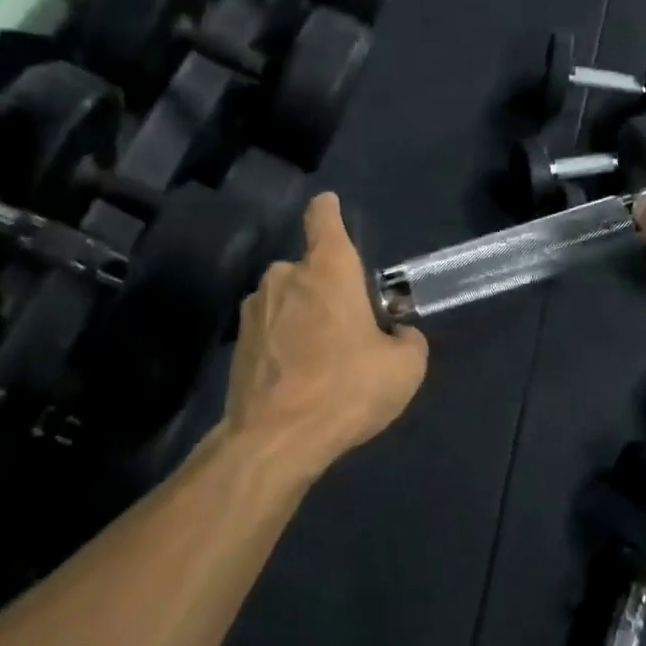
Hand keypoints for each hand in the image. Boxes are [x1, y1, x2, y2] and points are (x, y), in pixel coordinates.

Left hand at [224, 192, 428, 480]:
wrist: (274, 439)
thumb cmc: (345, 388)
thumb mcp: (404, 368)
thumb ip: (408, 340)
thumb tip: (398, 335)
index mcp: (327, 268)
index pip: (324, 217)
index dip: (329, 209)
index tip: (331, 206)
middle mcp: (285, 275)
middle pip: (309, 267)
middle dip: (326, 289)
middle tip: (348, 327)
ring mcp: (255, 308)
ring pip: (287, 299)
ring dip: (302, 316)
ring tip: (321, 359)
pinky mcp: (238, 342)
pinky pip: (270, 329)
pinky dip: (283, 343)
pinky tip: (297, 378)